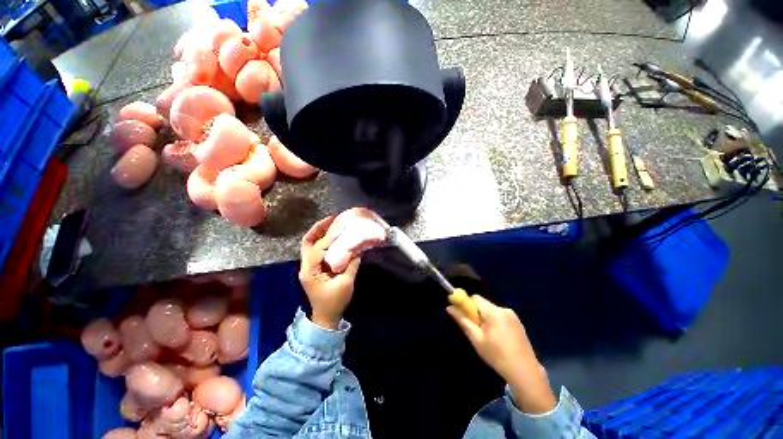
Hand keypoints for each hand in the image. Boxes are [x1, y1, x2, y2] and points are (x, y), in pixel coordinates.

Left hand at [299, 216, 361, 329]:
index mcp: (310, 271)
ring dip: (320, 233)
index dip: (330, 236)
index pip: (318, 248)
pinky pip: (316, 250)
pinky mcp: (314, 268)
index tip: (341, 225)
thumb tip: (357, 249)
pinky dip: (324, 241)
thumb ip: (352, 264)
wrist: (326, 317)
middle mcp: (305, 266)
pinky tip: (334, 236)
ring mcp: (308, 267)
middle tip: (332, 218)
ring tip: (333, 223)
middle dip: (319, 228)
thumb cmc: (335, 302)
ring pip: (310, 244)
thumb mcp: (346, 283)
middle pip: (308, 242)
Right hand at [447, 295, 556, 413]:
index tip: (464, 316)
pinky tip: (498, 339)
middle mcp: (504, 309)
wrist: (525, 373)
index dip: (466, 304)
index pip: (475, 298)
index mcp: (494, 312)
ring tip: (488, 337)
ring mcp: (513, 316)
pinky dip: (494, 322)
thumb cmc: (497, 356)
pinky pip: (500, 316)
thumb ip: (462, 320)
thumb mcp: (476, 339)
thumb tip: (449, 307)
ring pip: (491, 310)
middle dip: (476, 313)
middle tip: (476, 330)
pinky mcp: (518, 323)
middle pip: (483, 304)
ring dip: (485, 318)